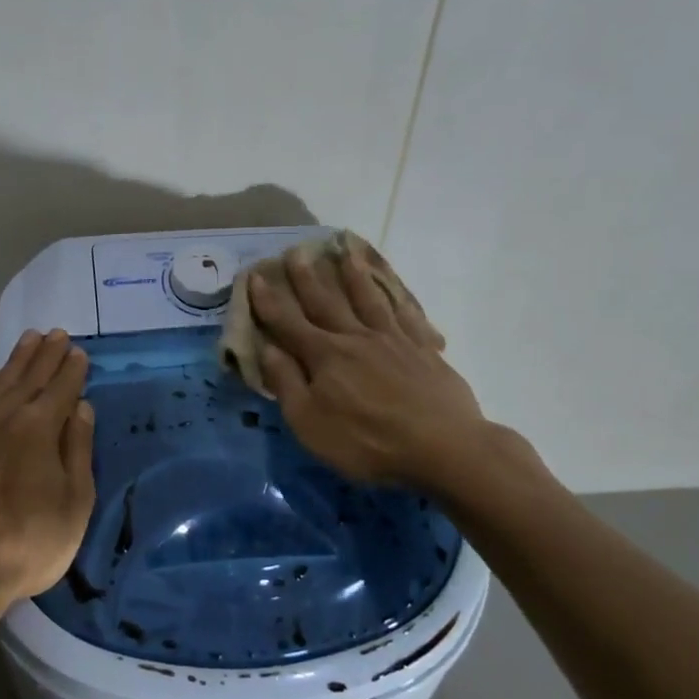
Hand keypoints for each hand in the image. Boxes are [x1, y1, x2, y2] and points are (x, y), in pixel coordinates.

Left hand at [0, 329, 95, 618]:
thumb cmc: (25, 544)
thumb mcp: (73, 504)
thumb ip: (77, 450)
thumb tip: (81, 408)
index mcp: (37, 428)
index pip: (60, 388)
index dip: (71, 369)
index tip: (78, 351)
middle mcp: (2, 418)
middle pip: (28, 377)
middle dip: (45, 354)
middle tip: (56, 333)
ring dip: (15, 361)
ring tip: (28, 341)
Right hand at [249, 243, 485, 488]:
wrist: (444, 447)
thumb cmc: (368, 442)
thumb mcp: (310, 423)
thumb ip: (287, 383)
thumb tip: (267, 348)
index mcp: (325, 356)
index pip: (289, 323)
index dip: (269, 300)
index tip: (255, 275)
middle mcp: (356, 338)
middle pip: (326, 302)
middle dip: (307, 278)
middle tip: (296, 251)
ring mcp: (393, 340)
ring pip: (368, 299)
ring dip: (353, 276)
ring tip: (346, 253)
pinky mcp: (424, 350)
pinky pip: (406, 315)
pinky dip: (397, 298)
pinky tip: (394, 291)